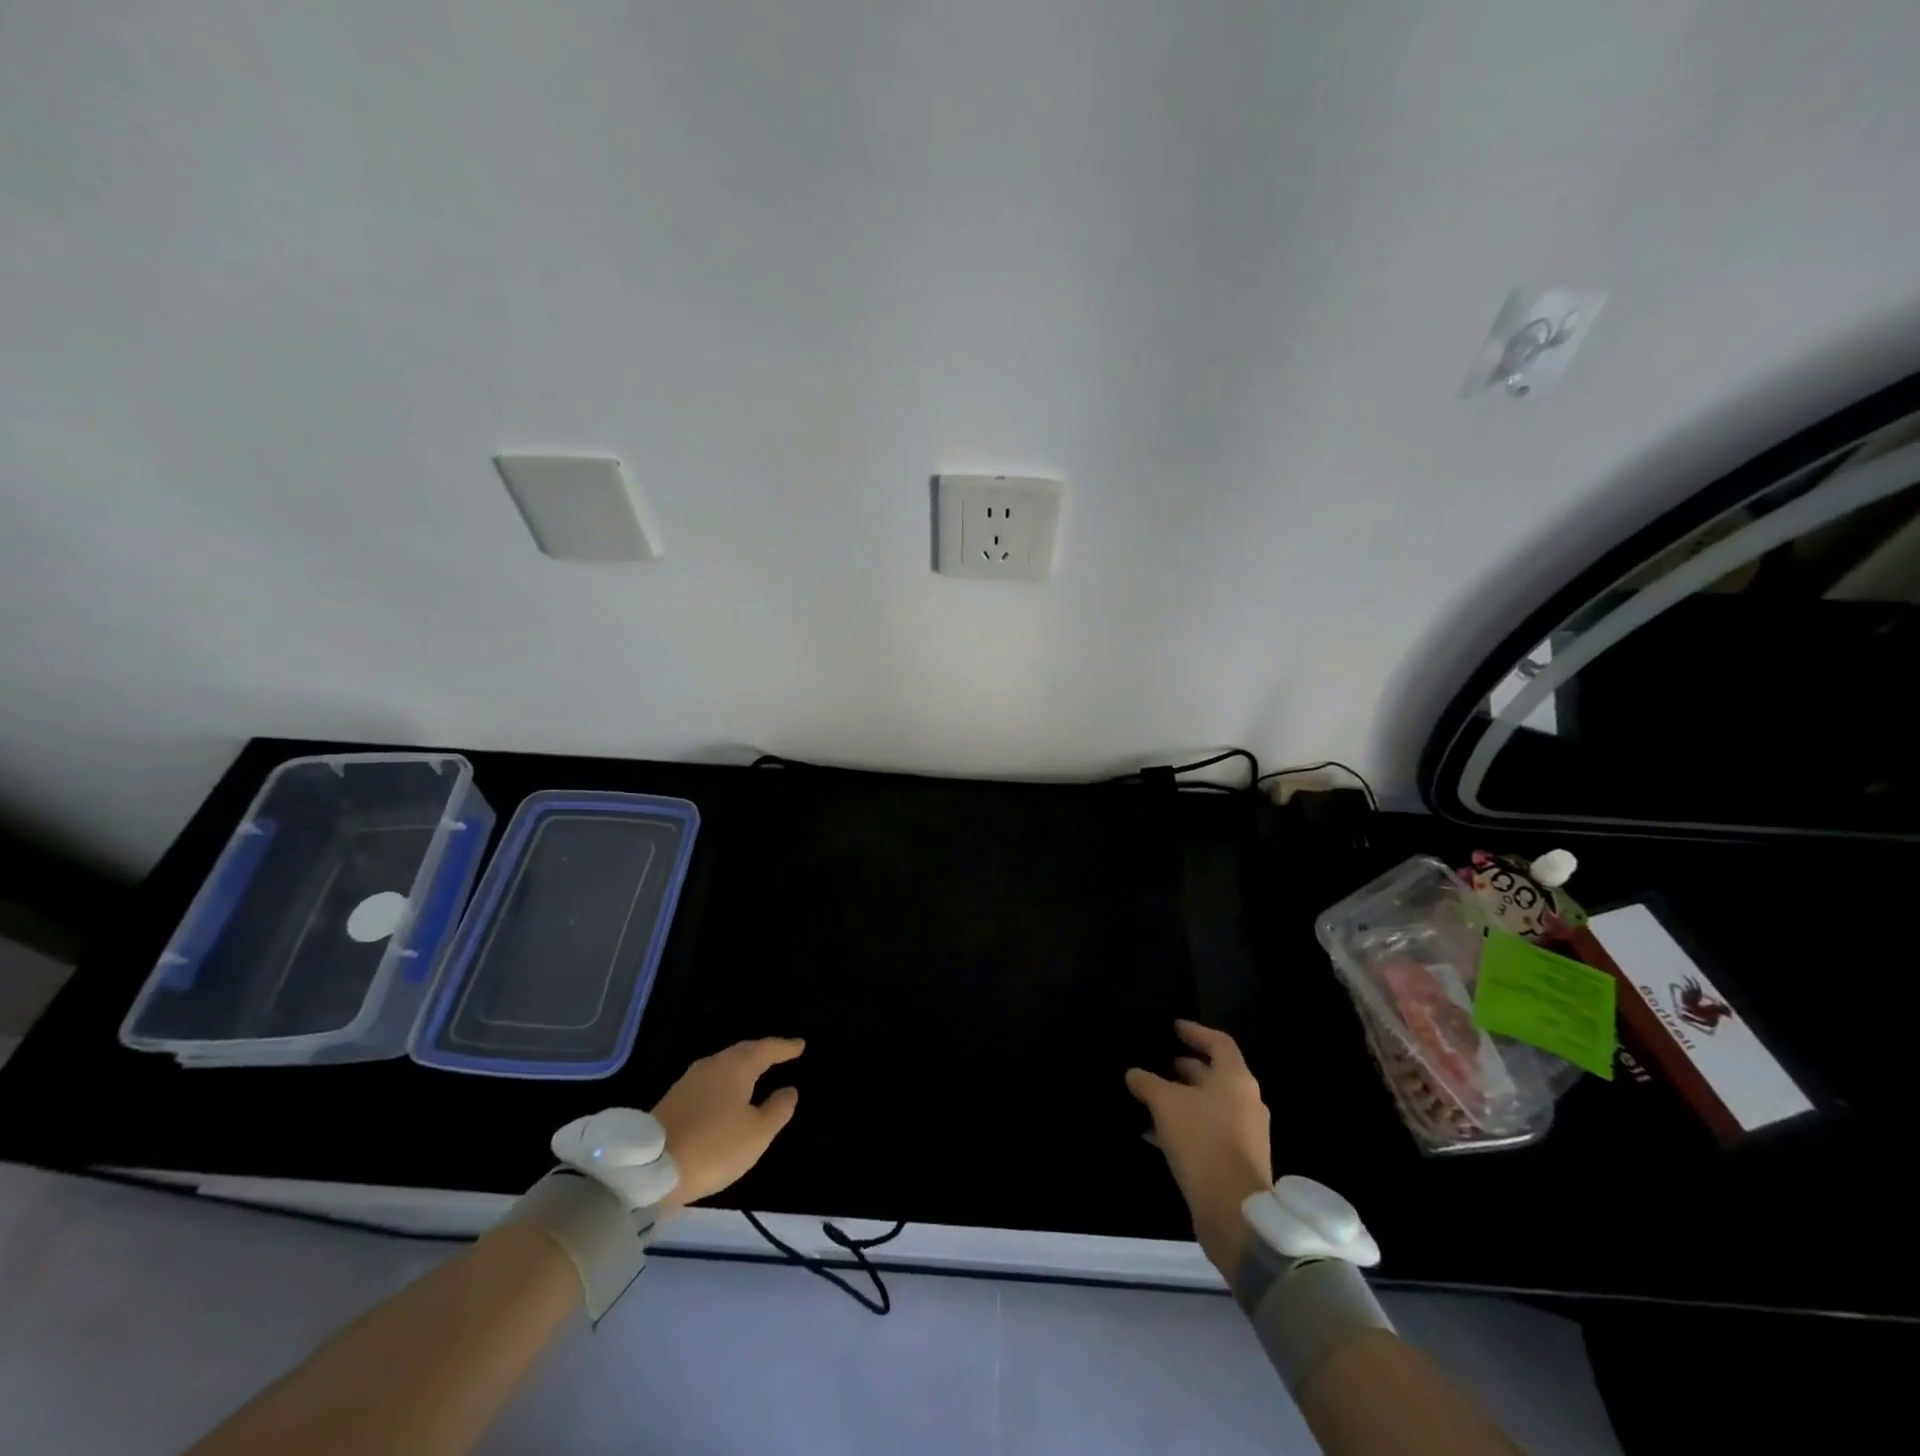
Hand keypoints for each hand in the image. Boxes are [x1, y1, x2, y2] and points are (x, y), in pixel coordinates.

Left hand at [651, 1038, 803, 1212]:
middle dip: (762, 1052)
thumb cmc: (713, 1147)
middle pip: (742, 1052)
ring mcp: (689, 1081)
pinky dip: (725, 1081)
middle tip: (779, 1054)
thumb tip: (790, 1090)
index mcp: (736, 1067)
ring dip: (742, 1066)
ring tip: (756, 1072)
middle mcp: (712, 1065)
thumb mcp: (756, 1134)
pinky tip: (727, 1094)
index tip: (800, 1045)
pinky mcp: (673, 1099)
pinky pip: (709, 1081)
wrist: (649, 1170)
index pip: (766, 1048)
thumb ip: (777, 1110)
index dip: (784, 1047)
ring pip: (723, 1065)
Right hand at [1126, 1020, 1273, 1277]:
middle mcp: (1246, 1101)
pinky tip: (1154, 1133)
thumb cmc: (1202, 1141)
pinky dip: (1184, 1126)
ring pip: (1209, 1105)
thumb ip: (1148, 1083)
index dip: (1195, 1032)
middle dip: (1185, 1068)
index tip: (1174, 1028)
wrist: (1233, 1210)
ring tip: (1150, 1098)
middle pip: (1214, 1074)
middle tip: (1158, 1063)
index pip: (1218, 1043)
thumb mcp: (1165, 1104)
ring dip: (1181, 1100)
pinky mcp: (1237, 1160)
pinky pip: (1208, 1131)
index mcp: (1235, 1079)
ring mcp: (1245, 1133)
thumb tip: (1134, 1073)